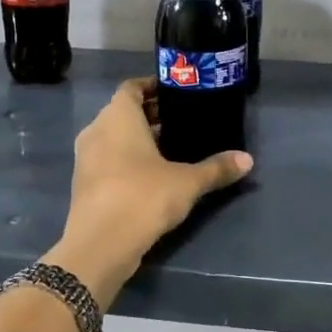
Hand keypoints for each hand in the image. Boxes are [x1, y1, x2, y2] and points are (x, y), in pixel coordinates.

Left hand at [47, 77, 252, 306]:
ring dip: (138, 139)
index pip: (132, 87)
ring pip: (114, 137)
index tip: (177, 93)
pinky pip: (108, 159)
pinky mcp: (84, 184)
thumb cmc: (143, 196)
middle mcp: (97, 130)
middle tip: (183, 121)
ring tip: (172, 148)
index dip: (153, 86)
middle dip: (151, 115)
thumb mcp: (188, 182)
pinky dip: (127, 159)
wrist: (100, 244)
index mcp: (118, 117)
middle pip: (123, 112)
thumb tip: (247, 160)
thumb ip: (216, 168)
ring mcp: (86, 158)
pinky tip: (153, 175)